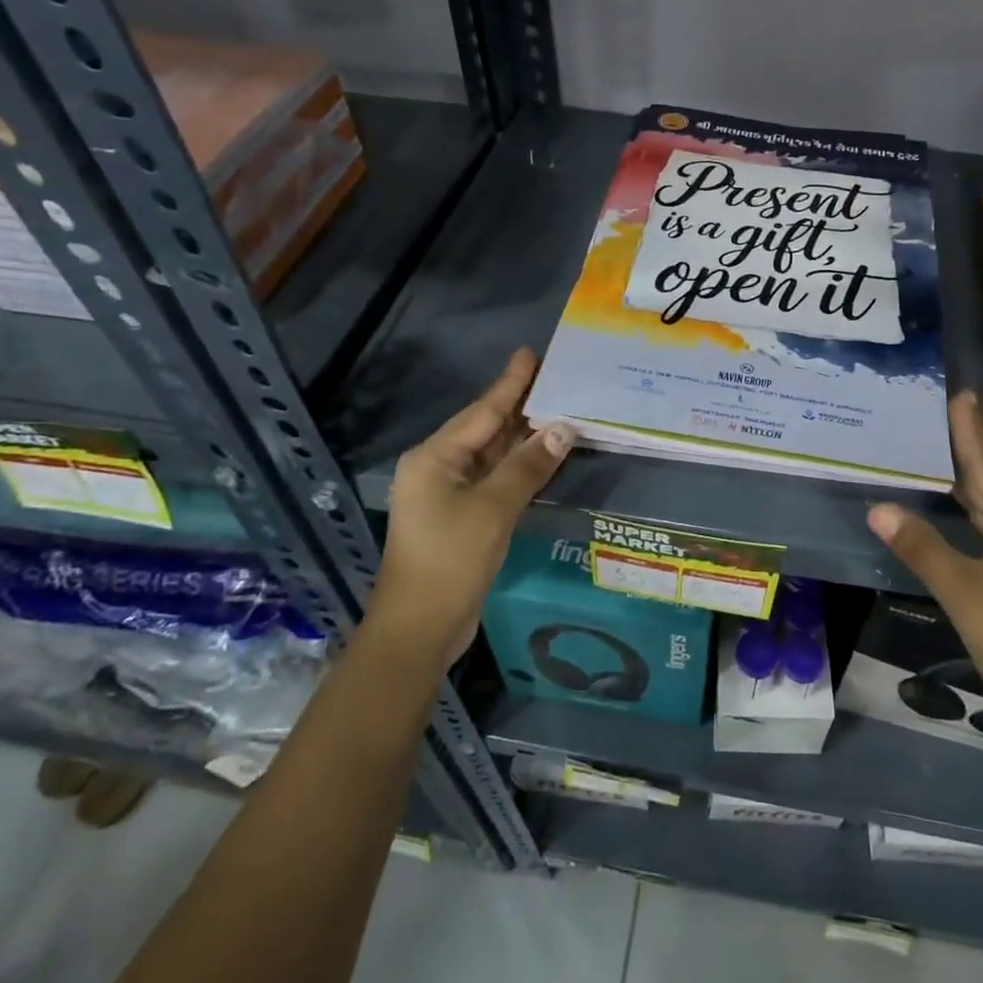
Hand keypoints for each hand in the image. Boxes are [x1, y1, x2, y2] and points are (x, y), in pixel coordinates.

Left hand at [366, 349, 574, 665]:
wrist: (419, 629)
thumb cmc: (451, 560)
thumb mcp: (494, 508)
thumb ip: (528, 465)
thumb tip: (563, 428)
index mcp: (435, 457)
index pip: (482, 411)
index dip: (510, 383)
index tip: (531, 354)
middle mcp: (437, 468)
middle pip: (485, 428)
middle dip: (520, 406)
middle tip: (555, 379)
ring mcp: (446, 494)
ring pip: (490, 455)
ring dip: (521, 437)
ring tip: (557, 409)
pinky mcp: (459, 517)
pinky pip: (492, 478)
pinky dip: (517, 466)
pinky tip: (541, 456)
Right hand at [866, 391, 982, 761]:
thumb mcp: (962, 593)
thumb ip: (921, 547)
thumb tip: (879, 507)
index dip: (972, 430)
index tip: (964, 395)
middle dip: (969, 453)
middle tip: (939, 421)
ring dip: (974, 487)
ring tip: (943, 459)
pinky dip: (981, 518)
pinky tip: (964, 516)